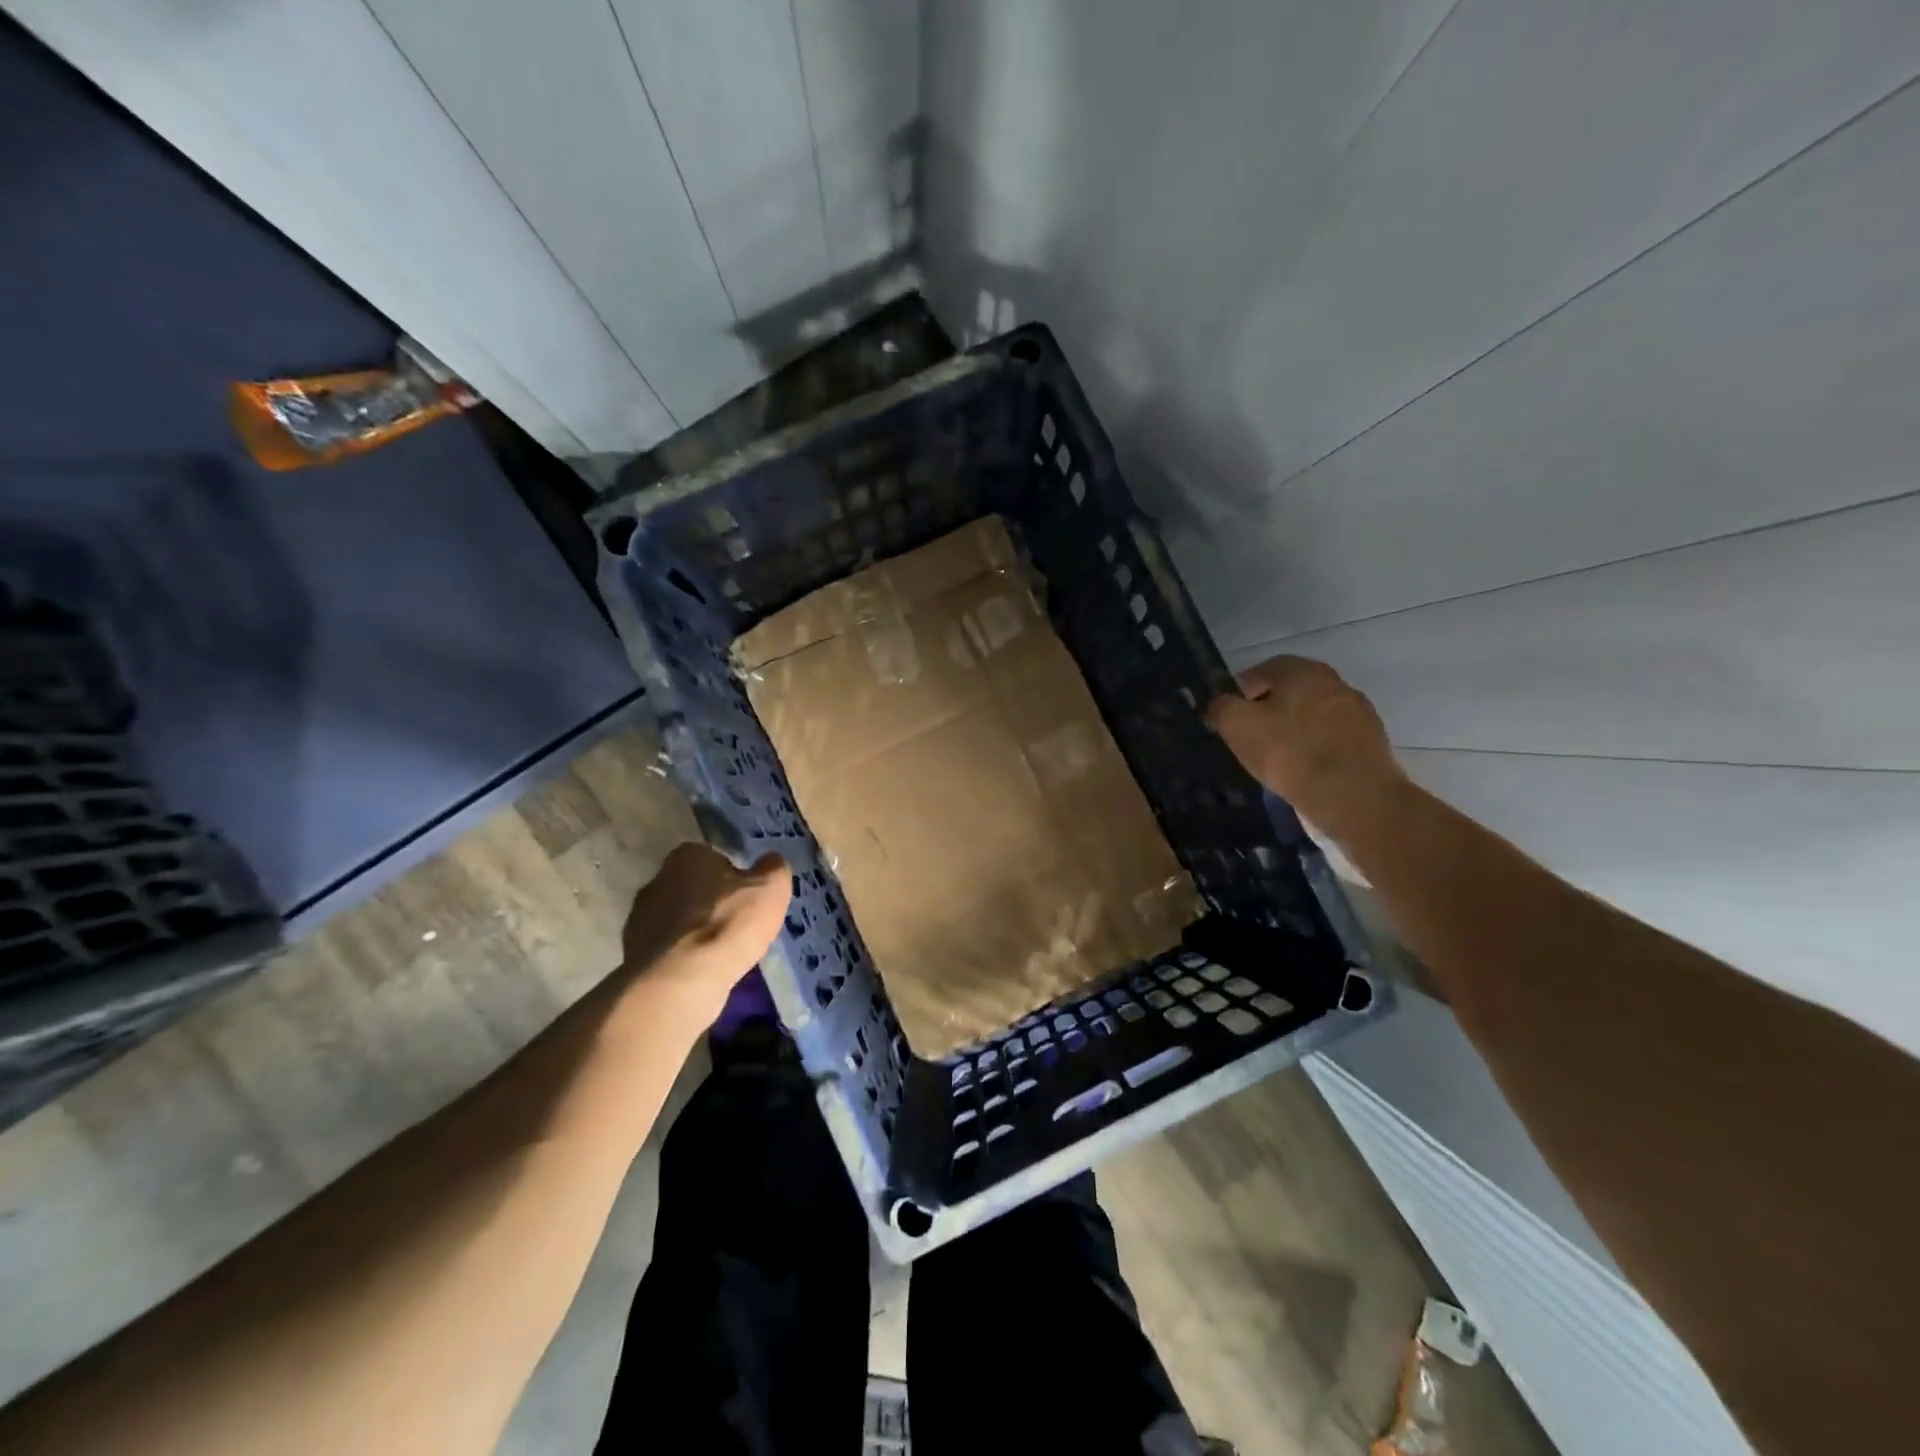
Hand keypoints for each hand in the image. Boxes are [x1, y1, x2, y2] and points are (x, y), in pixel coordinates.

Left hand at [621, 843, 790, 1009]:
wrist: (680, 980)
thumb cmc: (729, 922)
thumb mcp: (771, 888)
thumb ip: (773, 868)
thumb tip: (771, 861)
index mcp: (687, 855)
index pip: (712, 857)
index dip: (732, 876)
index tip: (746, 896)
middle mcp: (657, 879)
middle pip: (691, 887)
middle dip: (710, 902)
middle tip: (735, 923)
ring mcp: (639, 918)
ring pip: (676, 919)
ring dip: (694, 931)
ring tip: (720, 952)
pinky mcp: (632, 953)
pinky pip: (666, 948)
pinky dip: (681, 956)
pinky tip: (700, 970)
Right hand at [1205, 655, 1405, 841]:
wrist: (1352, 795)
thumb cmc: (1289, 751)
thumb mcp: (1237, 725)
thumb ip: (1221, 707)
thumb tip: (1217, 704)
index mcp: (1304, 671)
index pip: (1265, 669)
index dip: (1242, 689)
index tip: (1230, 713)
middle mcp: (1335, 683)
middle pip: (1292, 692)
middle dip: (1269, 709)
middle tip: (1250, 735)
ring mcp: (1359, 713)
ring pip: (1314, 715)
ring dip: (1294, 729)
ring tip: (1276, 757)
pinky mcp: (1372, 743)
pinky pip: (1332, 739)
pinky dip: (1315, 748)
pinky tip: (1303, 770)